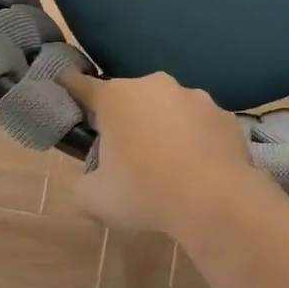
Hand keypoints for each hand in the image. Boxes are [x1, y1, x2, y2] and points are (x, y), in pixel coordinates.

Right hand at [59, 71, 263, 235]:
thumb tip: (91, 181)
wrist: (216, 202)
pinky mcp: (224, 115)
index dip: (70, 88)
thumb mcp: (94, 199)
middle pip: (129, 97)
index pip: (82, 85)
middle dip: (125, 118)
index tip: (64, 87)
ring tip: (169, 164)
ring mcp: (194, 96)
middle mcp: (154, 85)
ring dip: (163, 126)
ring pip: (168, 108)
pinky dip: (196, 139)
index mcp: (116, 97)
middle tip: (125, 154)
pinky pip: (200, 125)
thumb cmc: (145, 193)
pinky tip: (199, 168)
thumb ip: (83, 184)